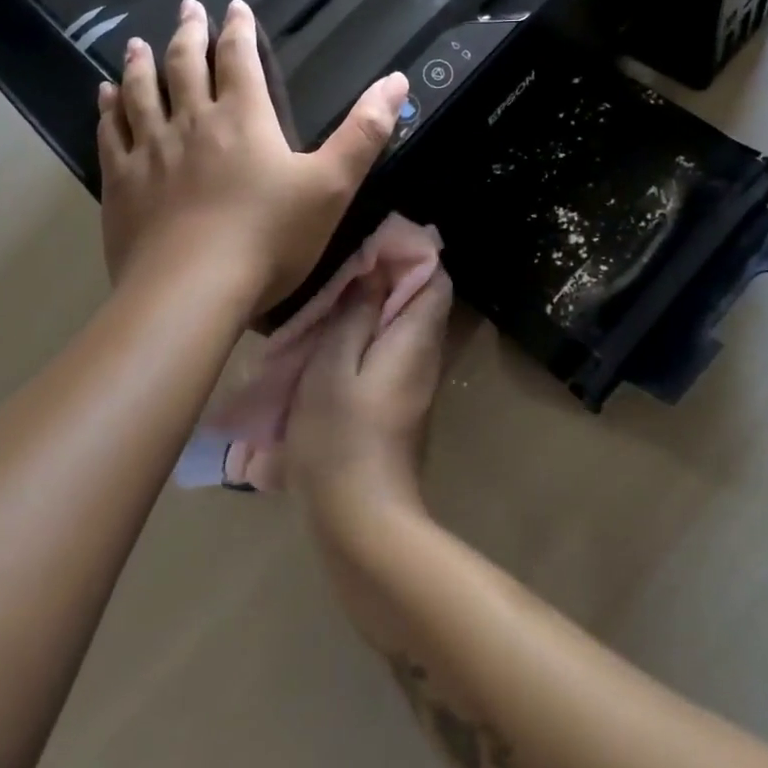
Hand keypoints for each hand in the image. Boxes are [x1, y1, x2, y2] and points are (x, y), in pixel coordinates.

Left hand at [97, 0, 409, 311]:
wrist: (192, 290)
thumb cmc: (270, 238)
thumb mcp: (332, 185)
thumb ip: (365, 132)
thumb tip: (397, 80)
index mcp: (243, 118)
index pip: (239, 59)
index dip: (238, 30)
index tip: (233, 7)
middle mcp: (191, 122)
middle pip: (186, 65)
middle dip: (189, 34)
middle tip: (187, 9)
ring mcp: (149, 151)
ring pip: (141, 93)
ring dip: (141, 64)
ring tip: (138, 43)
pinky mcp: (121, 184)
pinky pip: (110, 133)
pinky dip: (108, 109)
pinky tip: (104, 97)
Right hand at [285, 269, 454, 525]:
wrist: (361, 519)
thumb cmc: (341, 435)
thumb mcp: (333, 365)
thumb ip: (355, 315)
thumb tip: (373, 273)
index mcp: (417, 339)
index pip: (434, 279)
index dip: (408, 255)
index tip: (369, 247)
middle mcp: (427, 357)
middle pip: (421, 302)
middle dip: (387, 280)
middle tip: (342, 275)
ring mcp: (416, 385)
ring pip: (404, 329)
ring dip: (374, 311)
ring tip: (332, 306)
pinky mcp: (401, 407)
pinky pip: (393, 355)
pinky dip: (370, 340)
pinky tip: (334, 347)